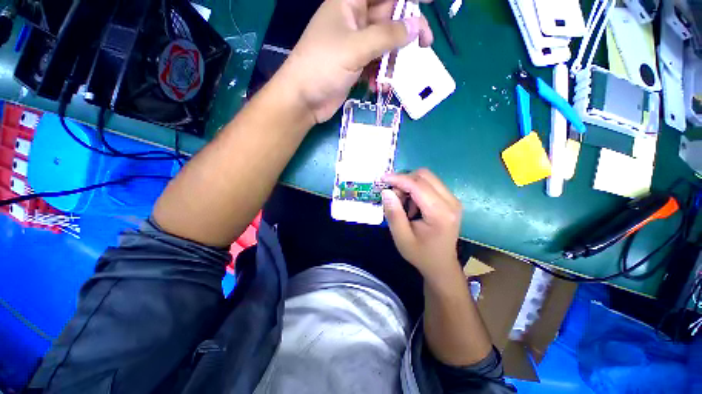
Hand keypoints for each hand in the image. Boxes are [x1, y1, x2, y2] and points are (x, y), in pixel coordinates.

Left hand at [278, 0, 433, 123]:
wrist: (304, 100)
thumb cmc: (323, 67)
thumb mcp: (356, 47)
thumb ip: (387, 36)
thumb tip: (416, 26)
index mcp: (350, 3)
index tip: (430, 2)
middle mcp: (354, 21)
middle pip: (389, 17)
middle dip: (406, 31)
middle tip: (425, 45)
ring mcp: (355, 46)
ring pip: (384, 44)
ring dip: (393, 59)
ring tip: (394, 75)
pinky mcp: (355, 66)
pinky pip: (376, 64)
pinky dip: (381, 74)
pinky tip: (380, 86)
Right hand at [381, 169, 462, 281]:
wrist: (441, 264)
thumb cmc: (420, 254)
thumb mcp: (401, 237)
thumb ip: (393, 214)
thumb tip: (386, 191)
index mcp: (440, 213)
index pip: (418, 185)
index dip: (398, 179)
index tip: (382, 178)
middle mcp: (451, 202)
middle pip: (424, 175)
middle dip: (404, 181)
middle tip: (394, 196)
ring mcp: (453, 199)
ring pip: (427, 178)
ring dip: (410, 185)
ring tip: (403, 204)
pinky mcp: (451, 200)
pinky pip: (430, 184)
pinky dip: (416, 189)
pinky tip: (413, 205)